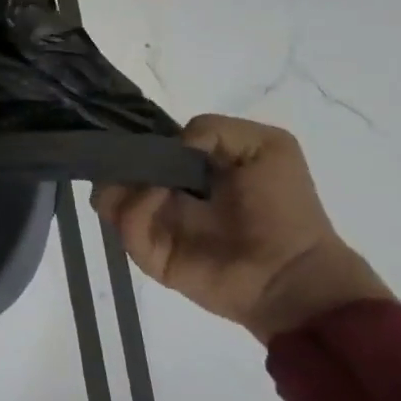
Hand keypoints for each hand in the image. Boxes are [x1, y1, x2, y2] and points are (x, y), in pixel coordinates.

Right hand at [94, 114, 390, 342]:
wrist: (295, 272)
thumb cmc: (283, 207)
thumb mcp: (267, 145)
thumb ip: (214, 128)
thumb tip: (172, 143)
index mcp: (185, 170)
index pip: (141, 148)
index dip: (133, 137)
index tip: (133, 131)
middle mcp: (162, 195)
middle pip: (112, 171)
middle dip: (113, 160)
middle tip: (129, 158)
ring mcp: (153, 226)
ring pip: (105, 198)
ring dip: (117, 184)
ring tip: (149, 182)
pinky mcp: (148, 254)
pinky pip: (124, 226)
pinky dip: (133, 208)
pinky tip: (157, 198)